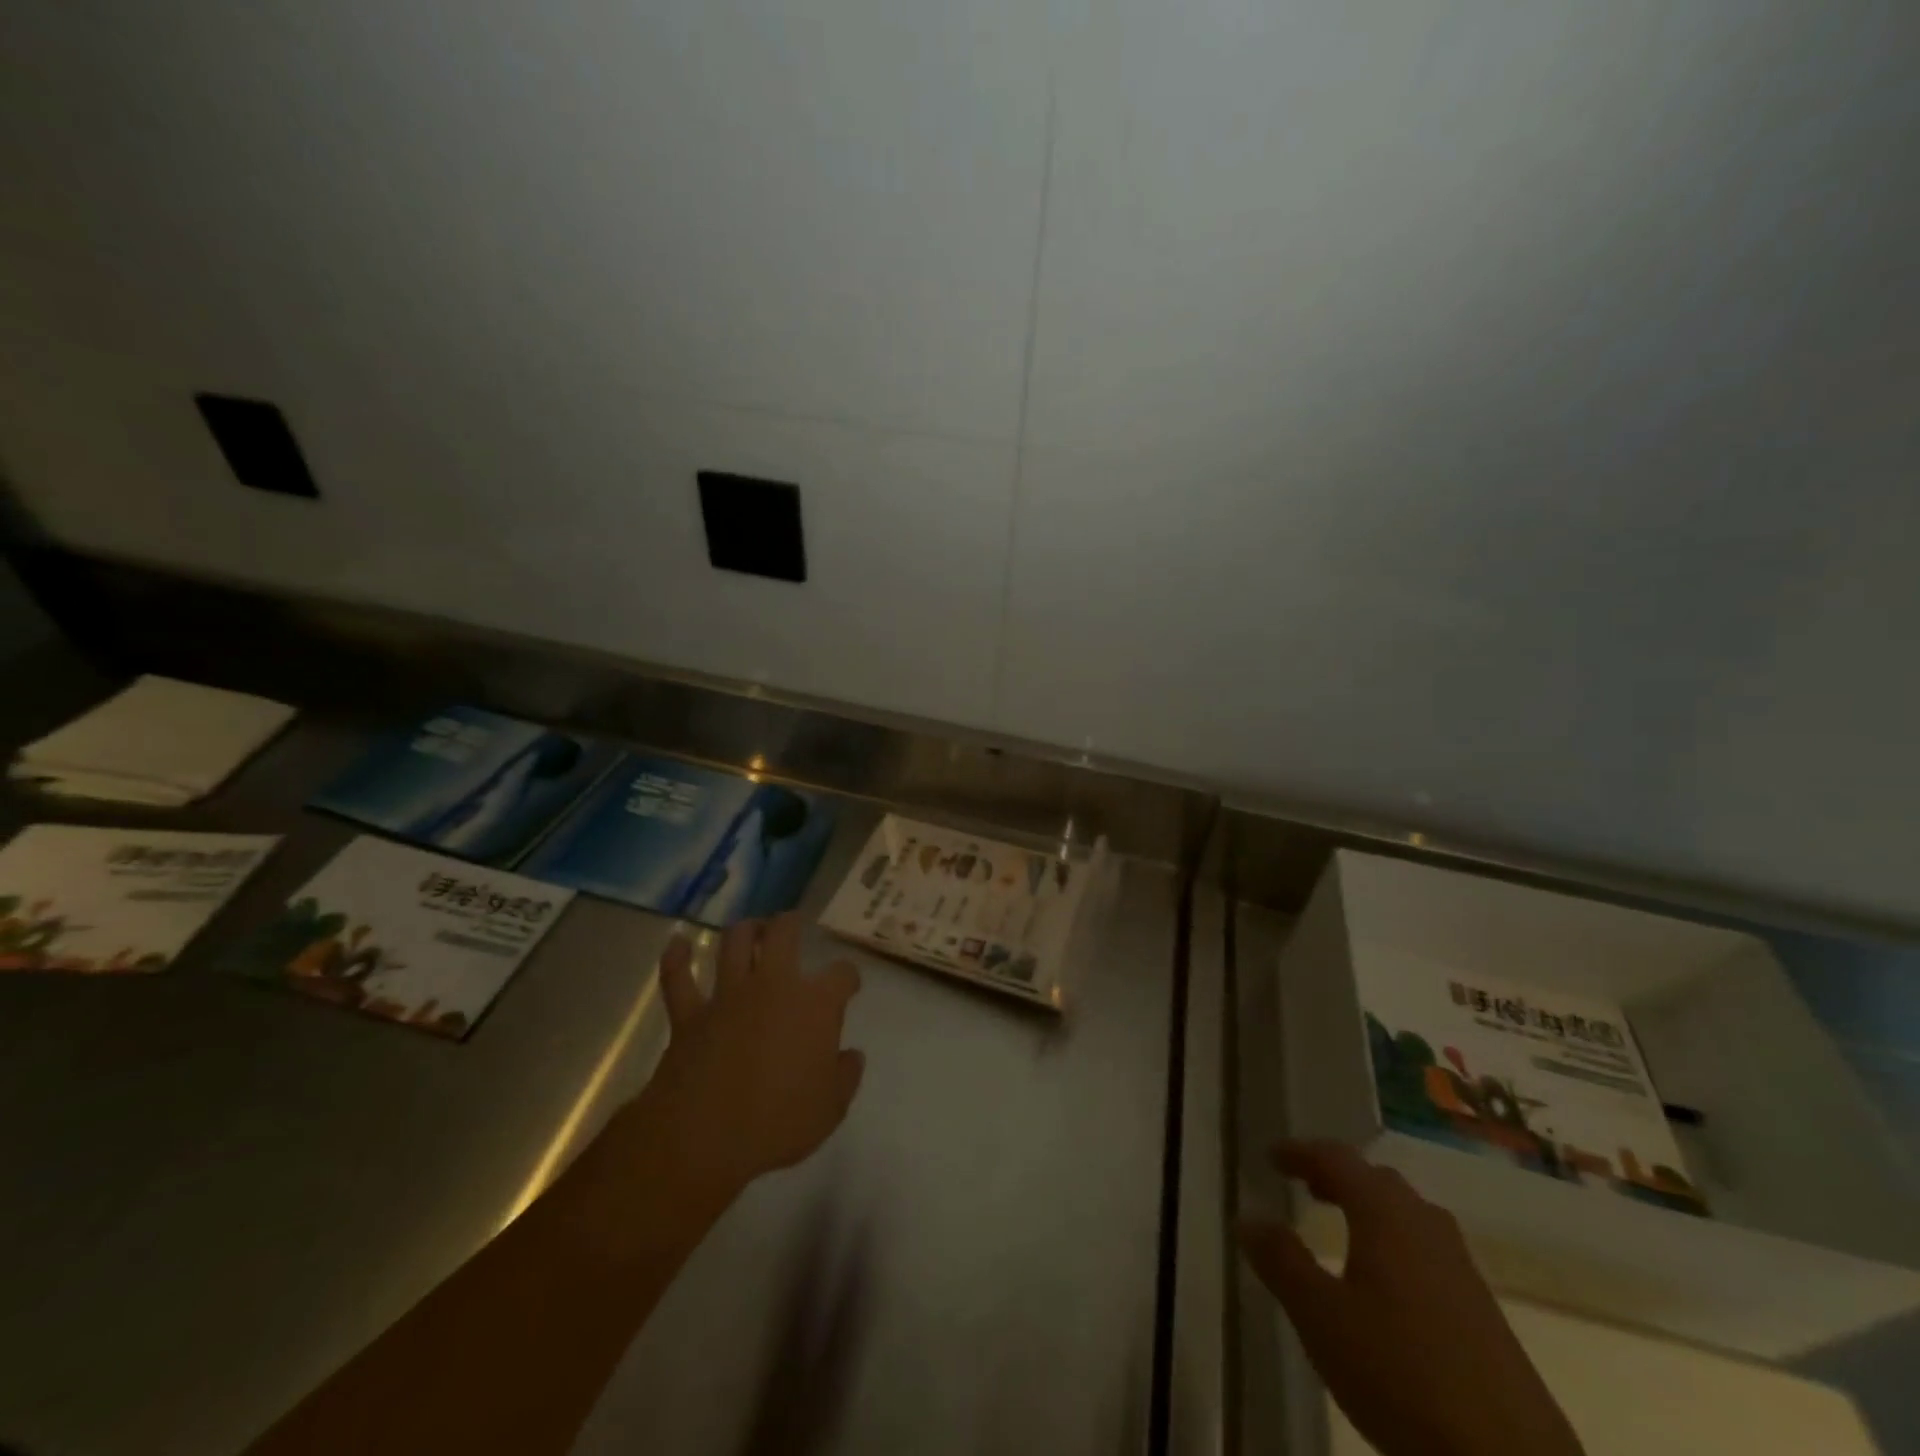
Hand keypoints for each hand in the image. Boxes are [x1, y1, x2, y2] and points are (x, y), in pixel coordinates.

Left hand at [644, 913, 864, 1198]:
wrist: (704, 1137)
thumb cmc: (779, 1123)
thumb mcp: (830, 1109)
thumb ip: (844, 1076)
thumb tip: (851, 1056)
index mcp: (816, 1005)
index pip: (842, 974)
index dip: (848, 977)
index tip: (849, 985)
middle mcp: (773, 985)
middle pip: (783, 935)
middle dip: (789, 924)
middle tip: (791, 924)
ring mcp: (728, 995)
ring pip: (734, 944)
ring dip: (744, 930)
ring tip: (751, 928)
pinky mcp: (689, 1014)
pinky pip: (678, 978)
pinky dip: (676, 959)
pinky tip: (676, 943)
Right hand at [1239, 1141, 1583, 1455]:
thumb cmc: (1400, 1375)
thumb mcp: (1320, 1318)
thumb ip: (1281, 1261)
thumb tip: (1248, 1216)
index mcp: (1385, 1215)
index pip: (1337, 1159)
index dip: (1301, 1152)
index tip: (1272, 1157)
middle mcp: (1426, 1227)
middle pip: (1378, 1181)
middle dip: (1338, 1177)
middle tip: (1305, 1186)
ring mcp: (1462, 1269)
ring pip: (1408, 1216)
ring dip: (1370, 1209)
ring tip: (1341, 1229)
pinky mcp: (1484, 1312)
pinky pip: (1428, 1251)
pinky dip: (1396, 1244)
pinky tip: (1385, 1286)